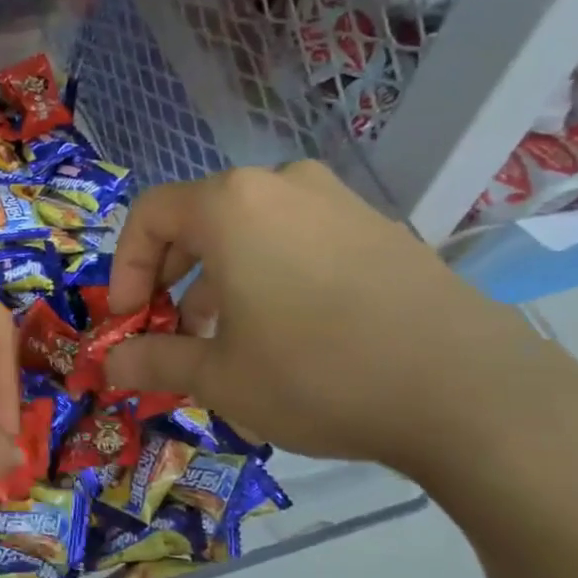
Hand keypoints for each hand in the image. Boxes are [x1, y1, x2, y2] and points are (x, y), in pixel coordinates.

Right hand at [103, 163, 577, 476]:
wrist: (468, 391)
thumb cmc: (316, 373)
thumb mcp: (219, 377)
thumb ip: (154, 361)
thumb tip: (110, 365)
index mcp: (230, 205)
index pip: (149, 215)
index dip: (125, 267)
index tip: (128, 319)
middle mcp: (281, 186)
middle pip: (199, 217)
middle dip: (171, 275)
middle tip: (170, 328)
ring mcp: (338, 201)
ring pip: (250, 229)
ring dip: (220, 276)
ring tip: (225, 335)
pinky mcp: (379, 228)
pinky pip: (298, 238)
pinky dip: (269, 272)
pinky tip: (286, 329)